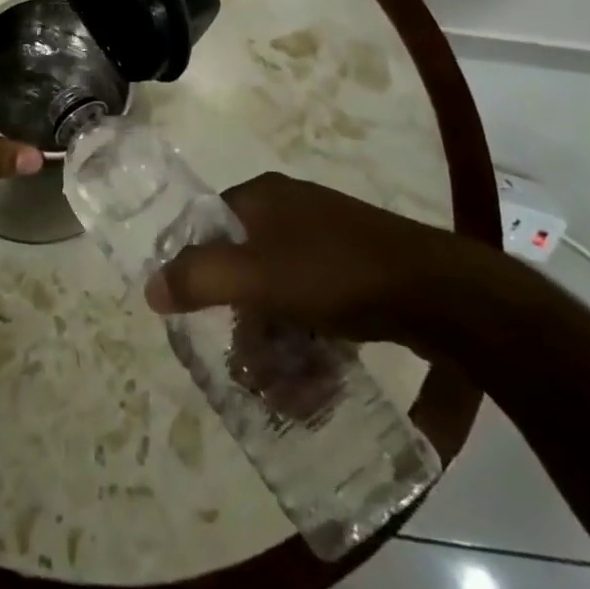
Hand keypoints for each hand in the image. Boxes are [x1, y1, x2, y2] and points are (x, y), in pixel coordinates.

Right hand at [145, 172, 476, 347]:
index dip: (198, 271)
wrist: (441, 292)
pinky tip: (320, 376)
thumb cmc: (335, 274)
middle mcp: (291, 208)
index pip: (208, 227)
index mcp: (261, 196)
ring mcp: (328, 236)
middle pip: (245, 265)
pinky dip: (309, 336)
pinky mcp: (359, 266)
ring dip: (278, 340)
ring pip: (281, 289)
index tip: (200, 318)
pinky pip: (315, 300)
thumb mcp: (255, 277)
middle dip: (244, 322)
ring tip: (289, 392)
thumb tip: (149, 288)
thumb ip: (197, 278)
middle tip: (251, 371)